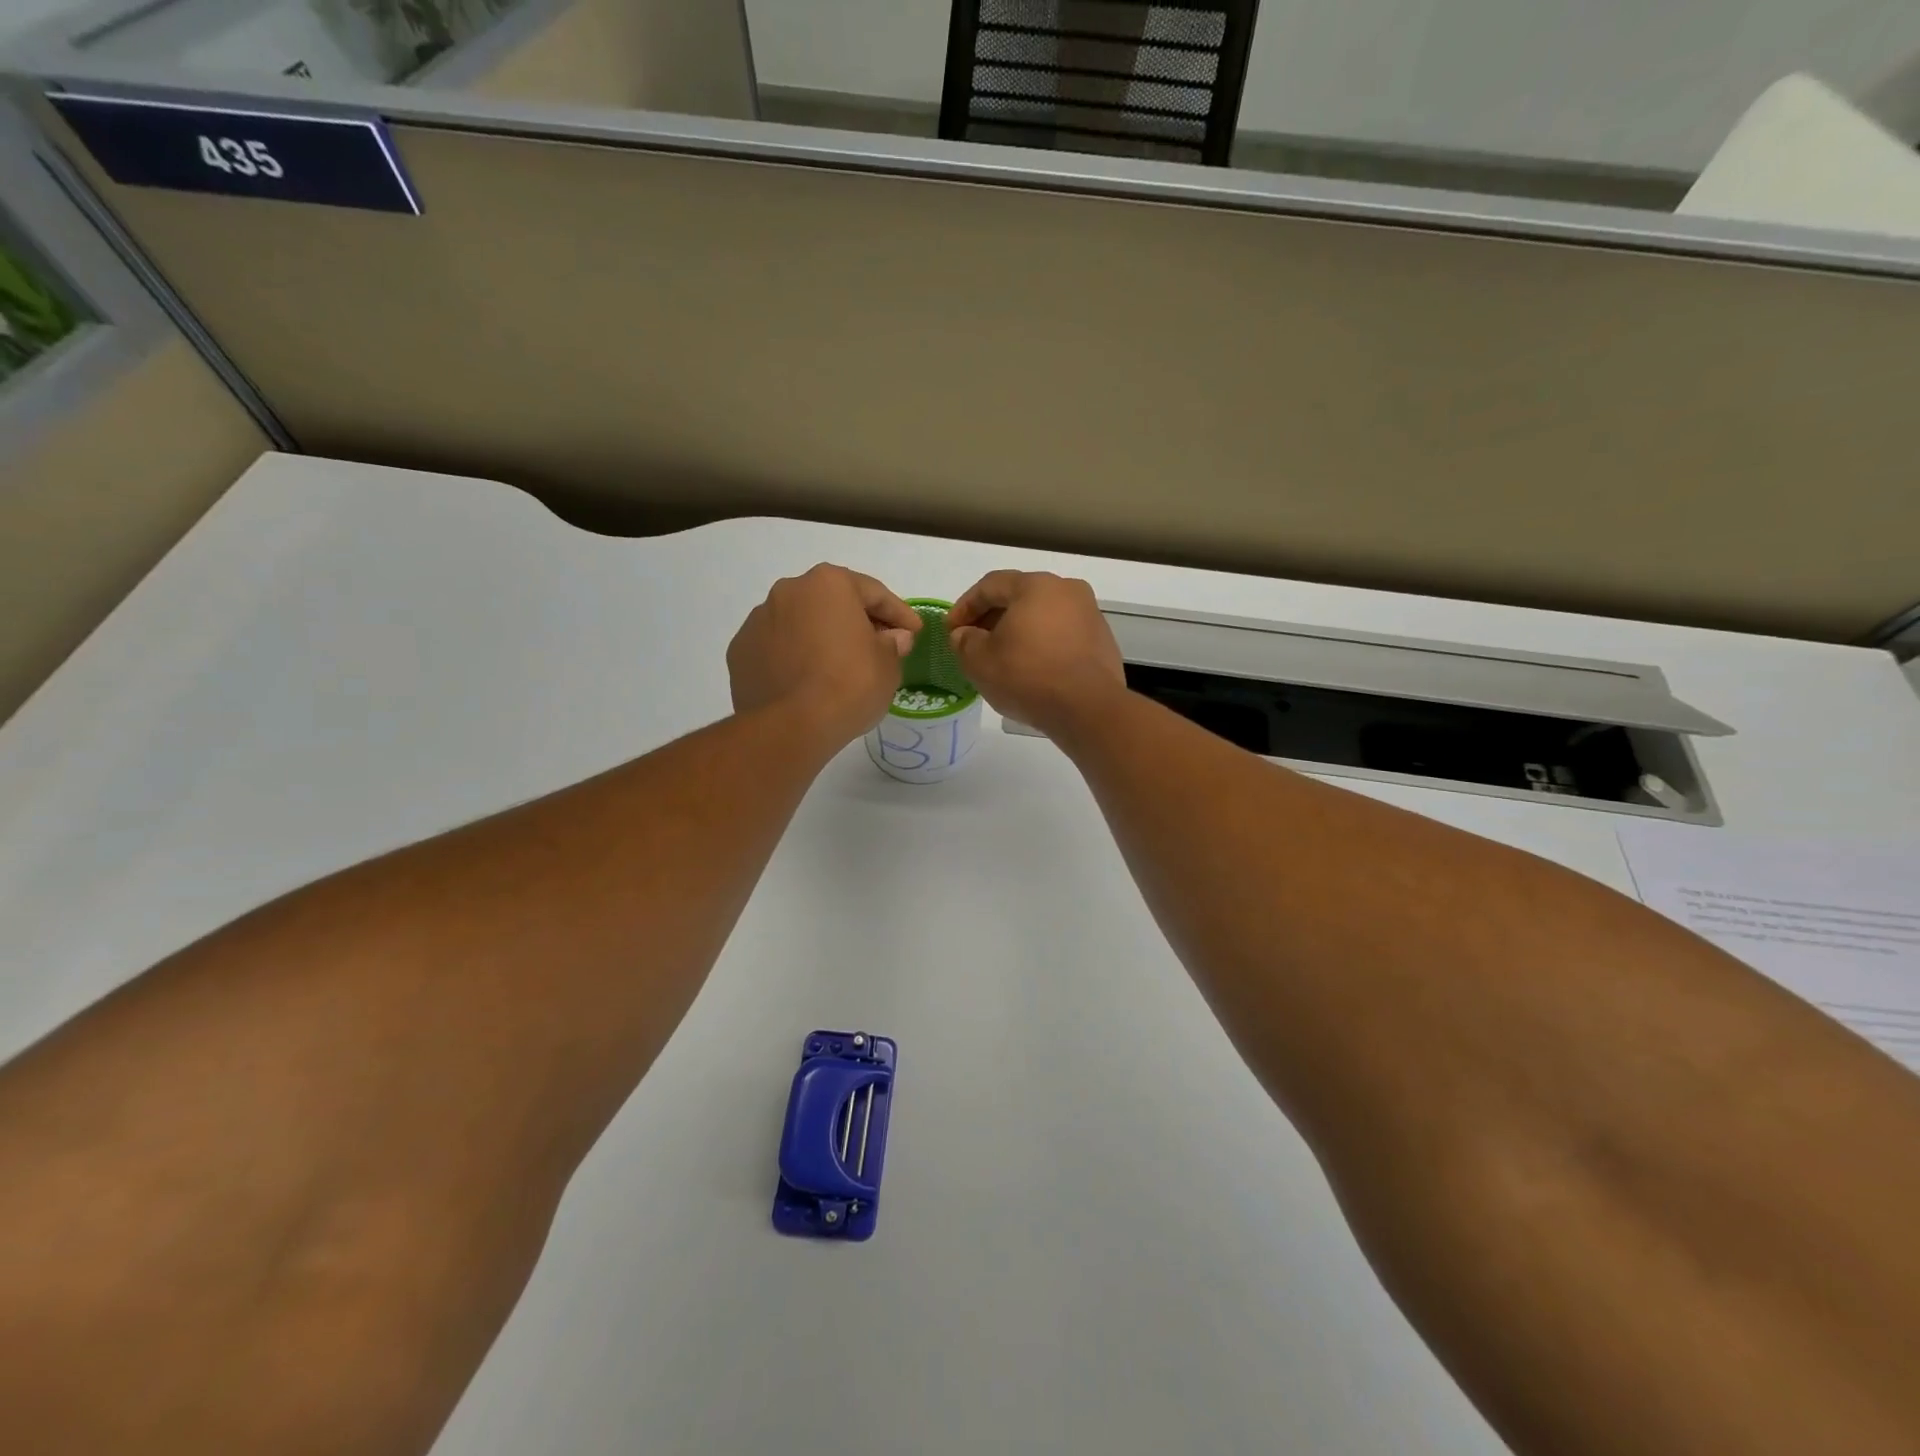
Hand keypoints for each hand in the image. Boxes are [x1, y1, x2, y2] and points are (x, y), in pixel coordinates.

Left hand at [727, 566, 919, 744]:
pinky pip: (777, 648)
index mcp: (829, 584)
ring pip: (800, 623)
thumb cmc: (850, 686)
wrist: (791, 726)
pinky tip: (806, 681)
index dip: (899, 614)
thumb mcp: (888, 666)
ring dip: (820, 638)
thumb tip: (891, 638)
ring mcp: (758, 620)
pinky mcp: (740, 651)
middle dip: (856, 621)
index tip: (914, 631)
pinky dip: (793, 658)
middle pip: (832, 602)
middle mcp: (789, 591)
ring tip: (837, 667)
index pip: (873, 593)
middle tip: (878, 646)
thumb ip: (892, 644)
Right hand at [947, 571, 1126, 737]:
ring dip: (1019, 632)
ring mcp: (1090, 615)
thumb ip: (964, 641)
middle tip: (973, 643)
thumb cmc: (1027, 676)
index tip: (950, 630)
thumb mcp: (979, 661)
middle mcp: (1067, 590)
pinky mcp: (1102, 642)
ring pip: (1043, 617)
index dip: (964, 606)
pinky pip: (1062, 636)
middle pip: (1020, 597)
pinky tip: (1032, 669)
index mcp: (1036, 585)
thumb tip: (964, 634)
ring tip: (1001, 658)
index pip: (990, 585)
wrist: (1087, 709)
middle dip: (992, 618)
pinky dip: (1042, 646)